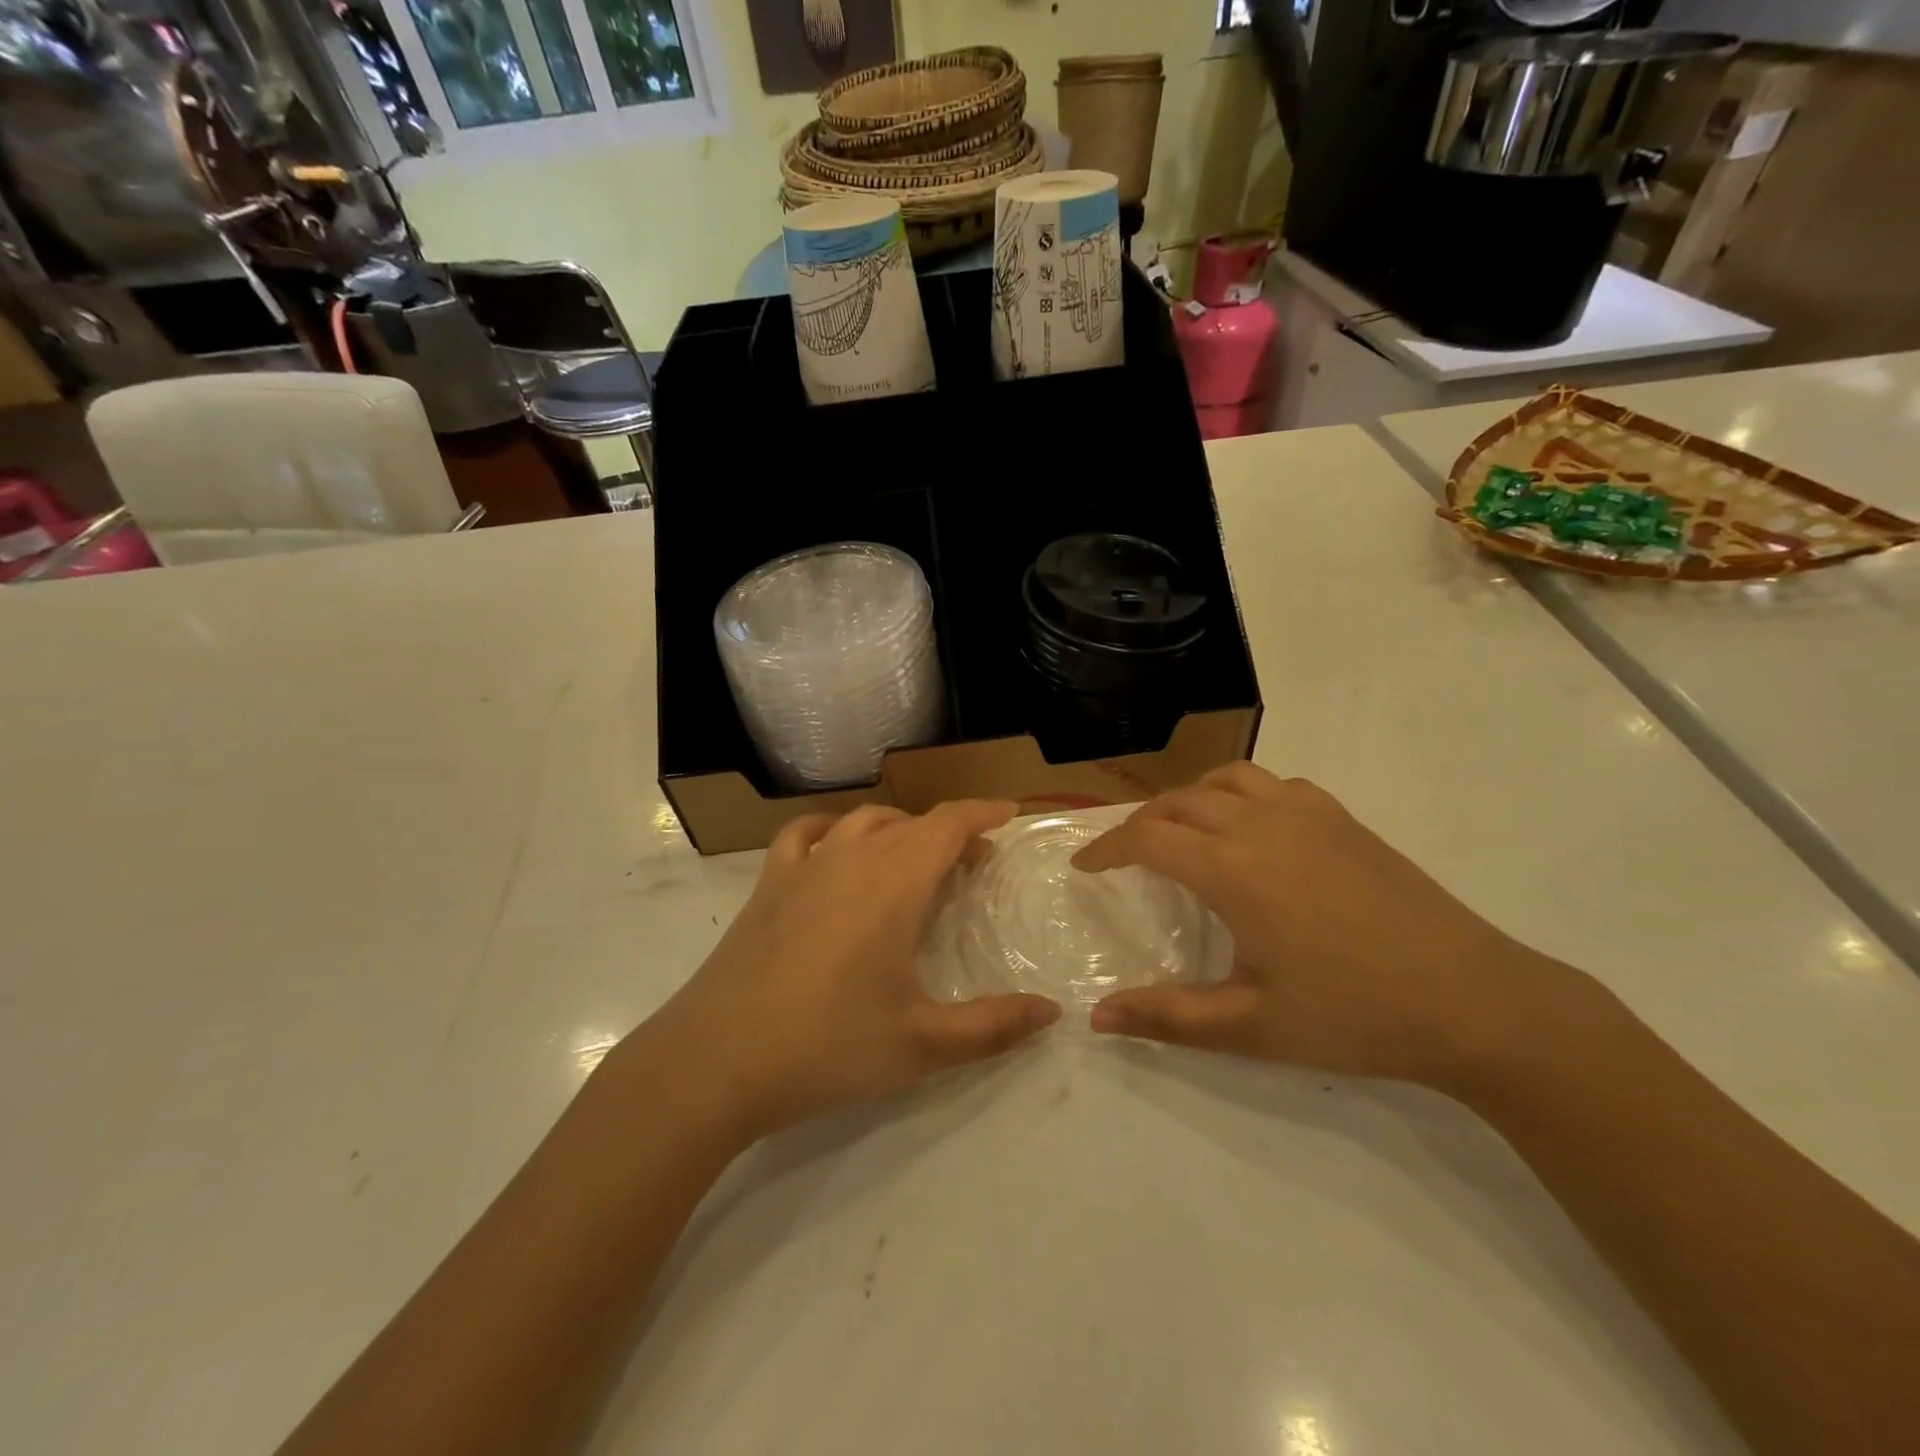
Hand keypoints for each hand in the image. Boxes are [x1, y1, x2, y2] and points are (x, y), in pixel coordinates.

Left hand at [632, 802, 1060, 1140]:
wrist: (716, 1062)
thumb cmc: (827, 1047)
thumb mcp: (922, 1045)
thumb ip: (993, 1027)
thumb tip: (1052, 1011)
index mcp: (894, 884)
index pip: (948, 824)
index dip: (983, 813)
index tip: (1010, 813)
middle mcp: (851, 859)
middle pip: (911, 823)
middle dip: (950, 832)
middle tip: (974, 862)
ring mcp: (803, 868)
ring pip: (863, 822)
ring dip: (899, 829)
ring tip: (915, 858)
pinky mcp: (768, 885)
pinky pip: (804, 835)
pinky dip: (832, 830)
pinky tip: (837, 850)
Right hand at [1072, 763, 1586, 1088]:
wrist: (1475, 1001)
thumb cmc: (1354, 1015)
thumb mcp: (1252, 1027)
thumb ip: (1169, 1018)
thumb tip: (1097, 1018)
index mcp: (1233, 869)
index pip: (1147, 838)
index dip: (1106, 847)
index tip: (1085, 866)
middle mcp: (1262, 825)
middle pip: (1180, 802)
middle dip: (1142, 822)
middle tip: (1124, 855)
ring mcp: (1308, 815)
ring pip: (1226, 780)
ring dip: (1189, 798)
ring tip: (1179, 829)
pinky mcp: (1344, 820)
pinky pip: (1275, 785)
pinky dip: (1241, 794)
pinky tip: (1252, 829)